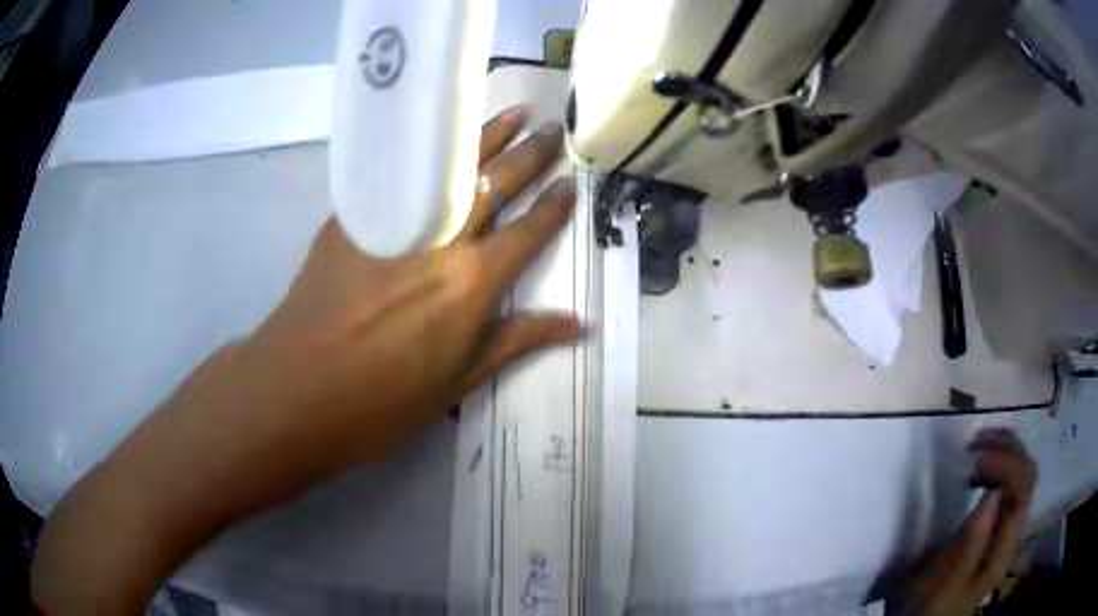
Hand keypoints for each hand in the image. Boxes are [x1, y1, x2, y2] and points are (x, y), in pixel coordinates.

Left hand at [238, 110, 580, 466]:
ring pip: (449, 167)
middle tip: (553, 129)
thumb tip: (579, 324)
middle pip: (494, 184)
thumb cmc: (382, 400)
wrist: (296, 389)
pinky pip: (398, 173)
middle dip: (530, 155)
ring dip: (486, 137)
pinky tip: (436, 136)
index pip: (528, 232)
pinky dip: (426, 152)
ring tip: (514, 114)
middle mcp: (440, 240)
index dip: (554, 206)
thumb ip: (517, 340)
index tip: (571, 180)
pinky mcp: (353, 216)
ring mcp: (393, 221)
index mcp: (472, 283)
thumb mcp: (458, 380)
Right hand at [893, 428, 1036, 615]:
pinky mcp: (995, 527)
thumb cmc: (930, 606)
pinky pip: (1008, 485)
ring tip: (974, 451)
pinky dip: (997, 467)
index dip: (1004, 461)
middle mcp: (1014, 529)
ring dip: (1003, 452)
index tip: (970, 458)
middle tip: (973, 444)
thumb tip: (992, 491)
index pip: (1023, 484)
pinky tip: (977, 472)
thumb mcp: (946, 580)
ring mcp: (1006, 527)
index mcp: (1006, 544)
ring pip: (1021, 473)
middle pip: (1028, 472)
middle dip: (1007, 447)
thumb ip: (972, 541)